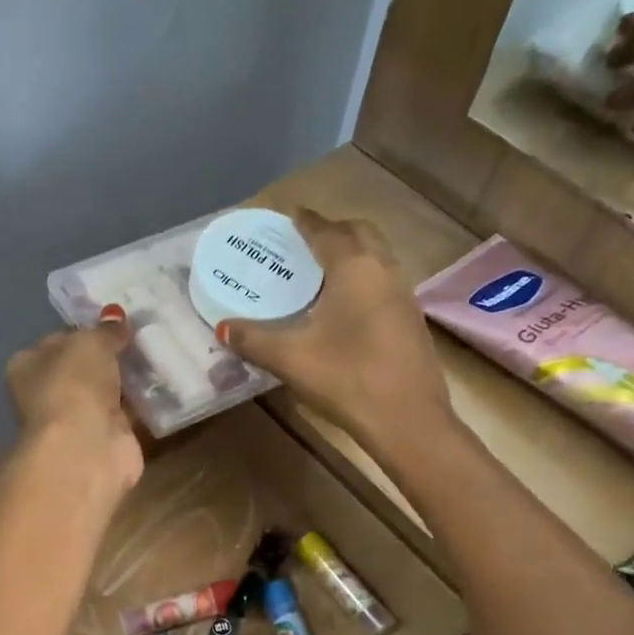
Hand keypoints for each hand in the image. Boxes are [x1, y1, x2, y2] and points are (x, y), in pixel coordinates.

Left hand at [5, 312, 141, 498]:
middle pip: (81, 370)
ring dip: (126, 380)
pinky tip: (161, 386)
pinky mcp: (104, 440)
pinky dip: (141, 404)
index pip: (55, 342)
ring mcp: (75, 420)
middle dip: (108, 357)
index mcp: (27, 367)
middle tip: (141, 337)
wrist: (84, 448)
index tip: (113, 323)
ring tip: (157, 356)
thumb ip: (104, 331)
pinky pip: (125, 414)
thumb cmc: (72, 385)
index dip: (83, 332)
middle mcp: (46, 395)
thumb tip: (116, 319)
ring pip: (105, 392)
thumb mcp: (89, 343)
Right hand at [214, 208, 455, 444]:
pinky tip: (344, 307)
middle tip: (303, 244)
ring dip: (351, 254)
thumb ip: (254, 340)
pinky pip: (383, 282)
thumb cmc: (347, 378)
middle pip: (358, 233)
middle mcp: (383, 269)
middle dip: (331, 231)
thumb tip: (223, 329)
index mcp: (354, 267)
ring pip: (376, 257)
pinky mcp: (410, 319)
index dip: (304, 221)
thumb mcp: (291, 359)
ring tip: (320, 273)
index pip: (325, 230)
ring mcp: (403, 294)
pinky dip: (362, 279)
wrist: (407, 418)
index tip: (287, 216)